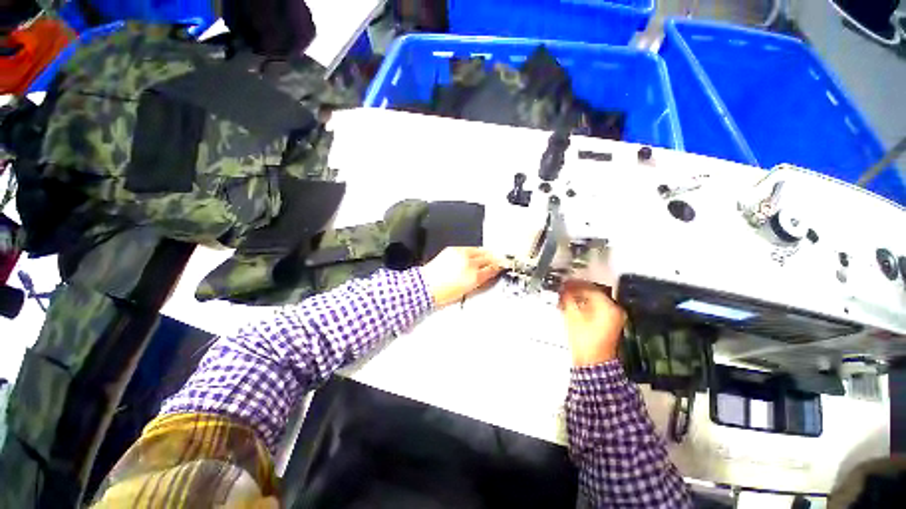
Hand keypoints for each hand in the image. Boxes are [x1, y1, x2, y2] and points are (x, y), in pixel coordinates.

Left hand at [420, 247, 501, 307]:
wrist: (427, 285)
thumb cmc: (446, 293)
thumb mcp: (467, 290)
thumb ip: (480, 280)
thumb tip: (489, 274)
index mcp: (474, 276)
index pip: (491, 269)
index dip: (498, 267)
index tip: (502, 266)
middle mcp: (470, 262)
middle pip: (488, 257)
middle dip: (495, 258)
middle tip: (500, 259)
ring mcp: (462, 254)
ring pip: (480, 250)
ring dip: (486, 252)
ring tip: (490, 255)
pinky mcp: (454, 249)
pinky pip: (469, 247)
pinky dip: (475, 251)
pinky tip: (475, 253)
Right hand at [559, 280, 626, 366]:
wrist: (592, 363)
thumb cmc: (584, 340)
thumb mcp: (572, 317)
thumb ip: (568, 299)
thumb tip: (563, 288)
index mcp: (609, 307)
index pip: (591, 288)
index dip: (575, 284)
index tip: (565, 283)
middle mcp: (615, 310)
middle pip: (594, 293)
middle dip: (578, 290)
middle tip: (564, 288)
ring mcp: (614, 317)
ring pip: (595, 300)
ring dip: (581, 297)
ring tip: (567, 296)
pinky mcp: (610, 323)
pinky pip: (597, 307)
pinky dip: (585, 304)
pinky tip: (574, 304)